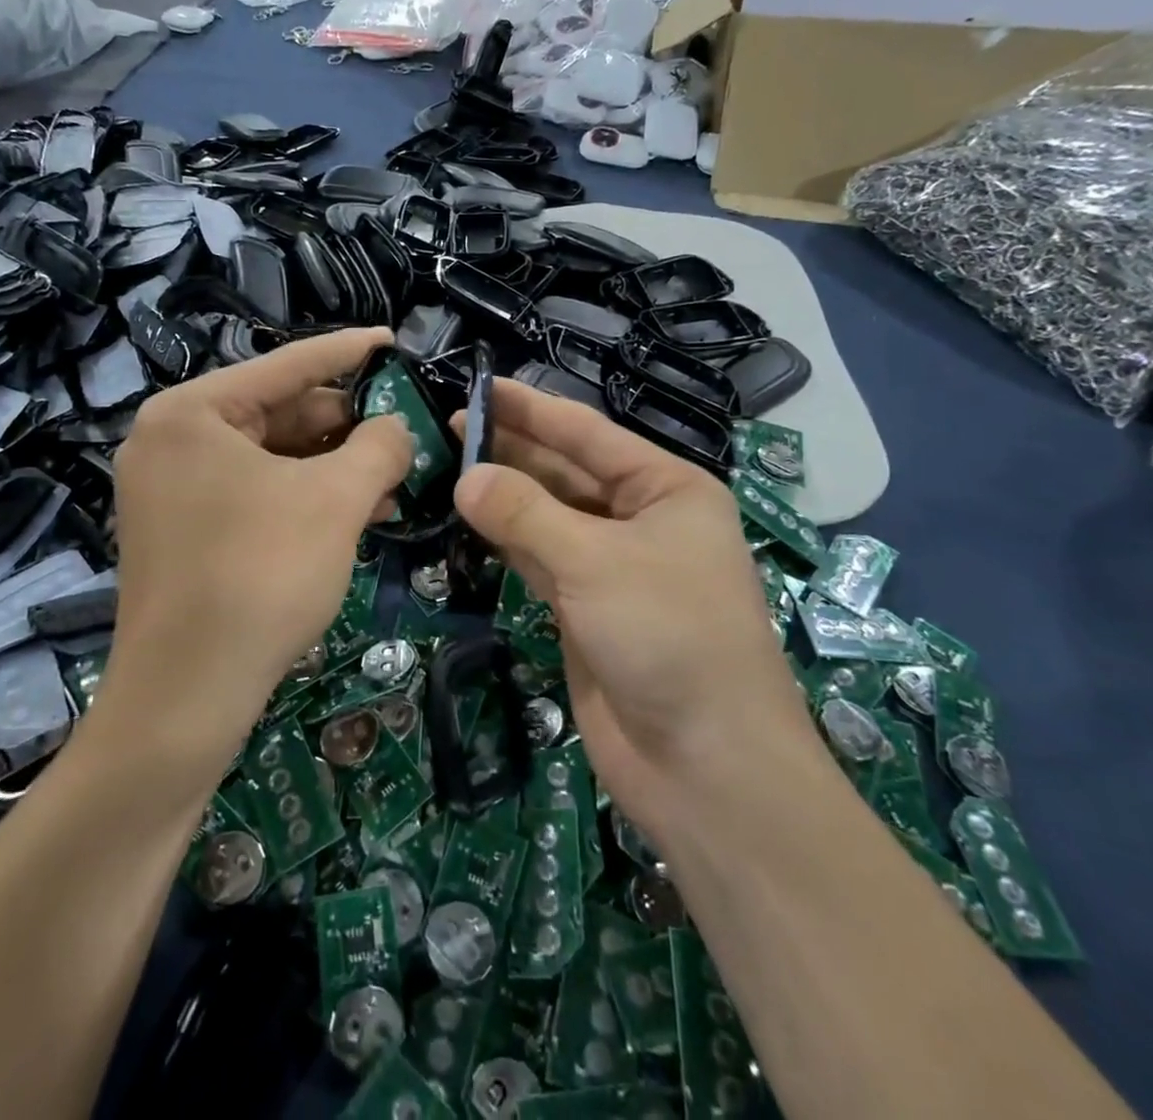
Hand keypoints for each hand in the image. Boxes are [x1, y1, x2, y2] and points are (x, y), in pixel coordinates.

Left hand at [107, 328, 412, 759]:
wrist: (186, 697)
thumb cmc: (260, 575)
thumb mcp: (335, 500)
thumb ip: (379, 445)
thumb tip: (397, 428)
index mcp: (191, 413)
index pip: (285, 365)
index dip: (347, 352)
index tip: (391, 340)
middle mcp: (171, 441)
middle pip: (277, 412)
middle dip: (346, 425)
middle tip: (405, 431)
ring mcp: (171, 490)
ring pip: (270, 459)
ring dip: (333, 466)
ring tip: (394, 476)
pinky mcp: (183, 532)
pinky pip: (255, 494)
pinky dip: (305, 497)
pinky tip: (357, 509)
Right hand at [453, 380, 821, 843]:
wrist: (707, 766)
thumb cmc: (667, 636)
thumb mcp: (594, 561)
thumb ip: (524, 513)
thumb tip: (464, 476)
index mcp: (666, 489)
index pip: (586, 433)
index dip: (530, 408)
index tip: (478, 386)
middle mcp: (642, 519)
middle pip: (565, 471)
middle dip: (511, 449)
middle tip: (447, 427)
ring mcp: (613, 567)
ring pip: (548, 516)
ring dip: (502, 495)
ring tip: (446, 466)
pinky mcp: (586, 609)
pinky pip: (539, 559)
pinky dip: (506, 540)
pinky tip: (468, 519)